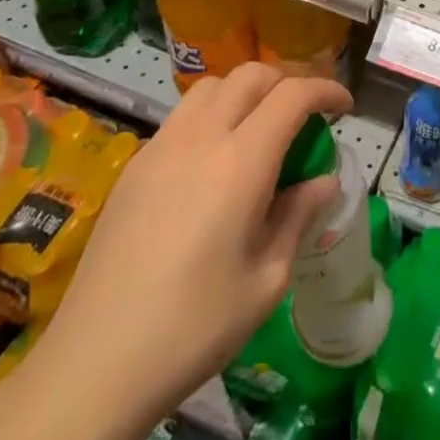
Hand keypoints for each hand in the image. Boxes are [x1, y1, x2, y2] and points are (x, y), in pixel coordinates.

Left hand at [37, 63, 352, 422]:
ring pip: (212, 87)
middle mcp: (200, 138)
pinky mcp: (134, 166)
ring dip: (247, 91)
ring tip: (261, 128)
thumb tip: (323, 182)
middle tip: (307, 114)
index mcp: (241, 163)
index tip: (345, 107)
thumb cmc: (194, 328)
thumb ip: (298, 217)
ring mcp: (161, 148)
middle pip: (251, 76)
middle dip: (288, 82)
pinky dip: (213, 114)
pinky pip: (183, 116)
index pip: (292, 96)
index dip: (325, 90)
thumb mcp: (266, 280)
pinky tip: (215, 161)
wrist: (95, 364)